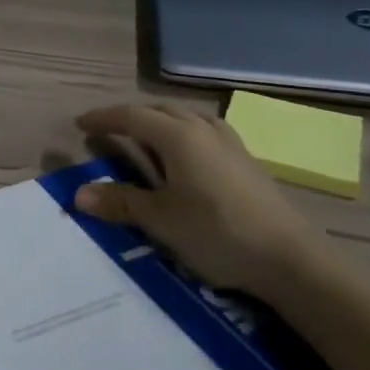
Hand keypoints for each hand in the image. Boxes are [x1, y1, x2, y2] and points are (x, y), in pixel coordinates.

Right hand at [72, 102, 321, 296]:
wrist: (291, 259)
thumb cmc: (217, 233)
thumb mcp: (160, 220)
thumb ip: (120, 202)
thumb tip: (78, 194)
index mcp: (177, 136)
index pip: (131, 116)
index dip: (104, 118)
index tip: (81, 124)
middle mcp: (202, 129)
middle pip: (160, 110)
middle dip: (131, 117)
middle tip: (111, 131)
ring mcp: (229, 143)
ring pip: (187, 117)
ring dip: (161, 121)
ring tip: (147, 138)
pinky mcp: (247, 161)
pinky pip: (206, 131)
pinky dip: (185, 133)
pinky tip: (189, 156)